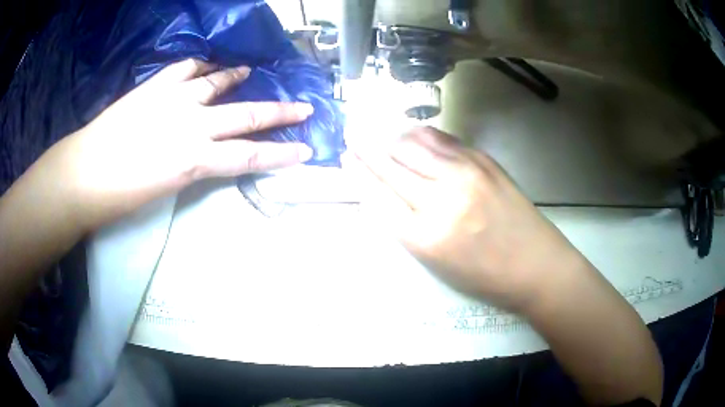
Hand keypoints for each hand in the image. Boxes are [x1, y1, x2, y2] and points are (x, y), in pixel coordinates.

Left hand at [43, 59, 313, 231]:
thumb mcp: (164, 191)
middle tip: (302, 107)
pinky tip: (204, 65)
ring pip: (216, 83)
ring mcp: (171, 99)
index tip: (305, 151)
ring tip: (248, 72)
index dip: (280, 156)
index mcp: (192, 160)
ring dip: (236, 78)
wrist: (82, 175)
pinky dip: (198, 65)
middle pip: (244, 116)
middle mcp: (189, 124)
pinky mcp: (153, 87)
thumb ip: (191, 169)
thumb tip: (207, 157)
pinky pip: (183, 69)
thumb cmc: (119, 197)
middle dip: (278, 113)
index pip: (248, 157)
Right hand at [357, 127, 586, 310]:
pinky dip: (421, 134)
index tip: (346, 157)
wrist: (535, 265)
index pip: (378, 195)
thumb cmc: (484, 276)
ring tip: (380, 132)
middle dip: (367, 149)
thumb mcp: (437, 264)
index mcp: (424, 237)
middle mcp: (440, 200)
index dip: (359, 173)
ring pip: (414, 145)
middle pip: (391, 165)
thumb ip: (408, 226)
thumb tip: (386, 192)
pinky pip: (442, 139)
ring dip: (392, 137)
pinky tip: (412, 132)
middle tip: (353, 135)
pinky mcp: (483, 161)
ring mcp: (464, 175)